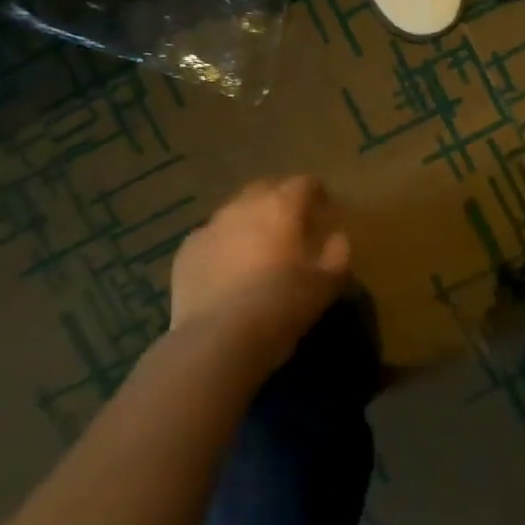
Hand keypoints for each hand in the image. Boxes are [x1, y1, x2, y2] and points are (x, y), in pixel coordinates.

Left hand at [170, 177, 352, 355]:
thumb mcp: (326, 285)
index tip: (324, 209)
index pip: (303, 184)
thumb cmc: (281, 307)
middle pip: (265, 189)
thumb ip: (337, 254)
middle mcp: (242, 207)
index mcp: (280, 207)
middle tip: (292, 224)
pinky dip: (224, 245)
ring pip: (234, 212)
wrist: (218, 339)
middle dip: (280, 199)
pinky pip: (211, 237)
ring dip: (250, 221)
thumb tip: (337, 238)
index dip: (317, 193)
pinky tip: (228, 270)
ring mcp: (209, 227)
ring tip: (258, 248)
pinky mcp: (186, 251)